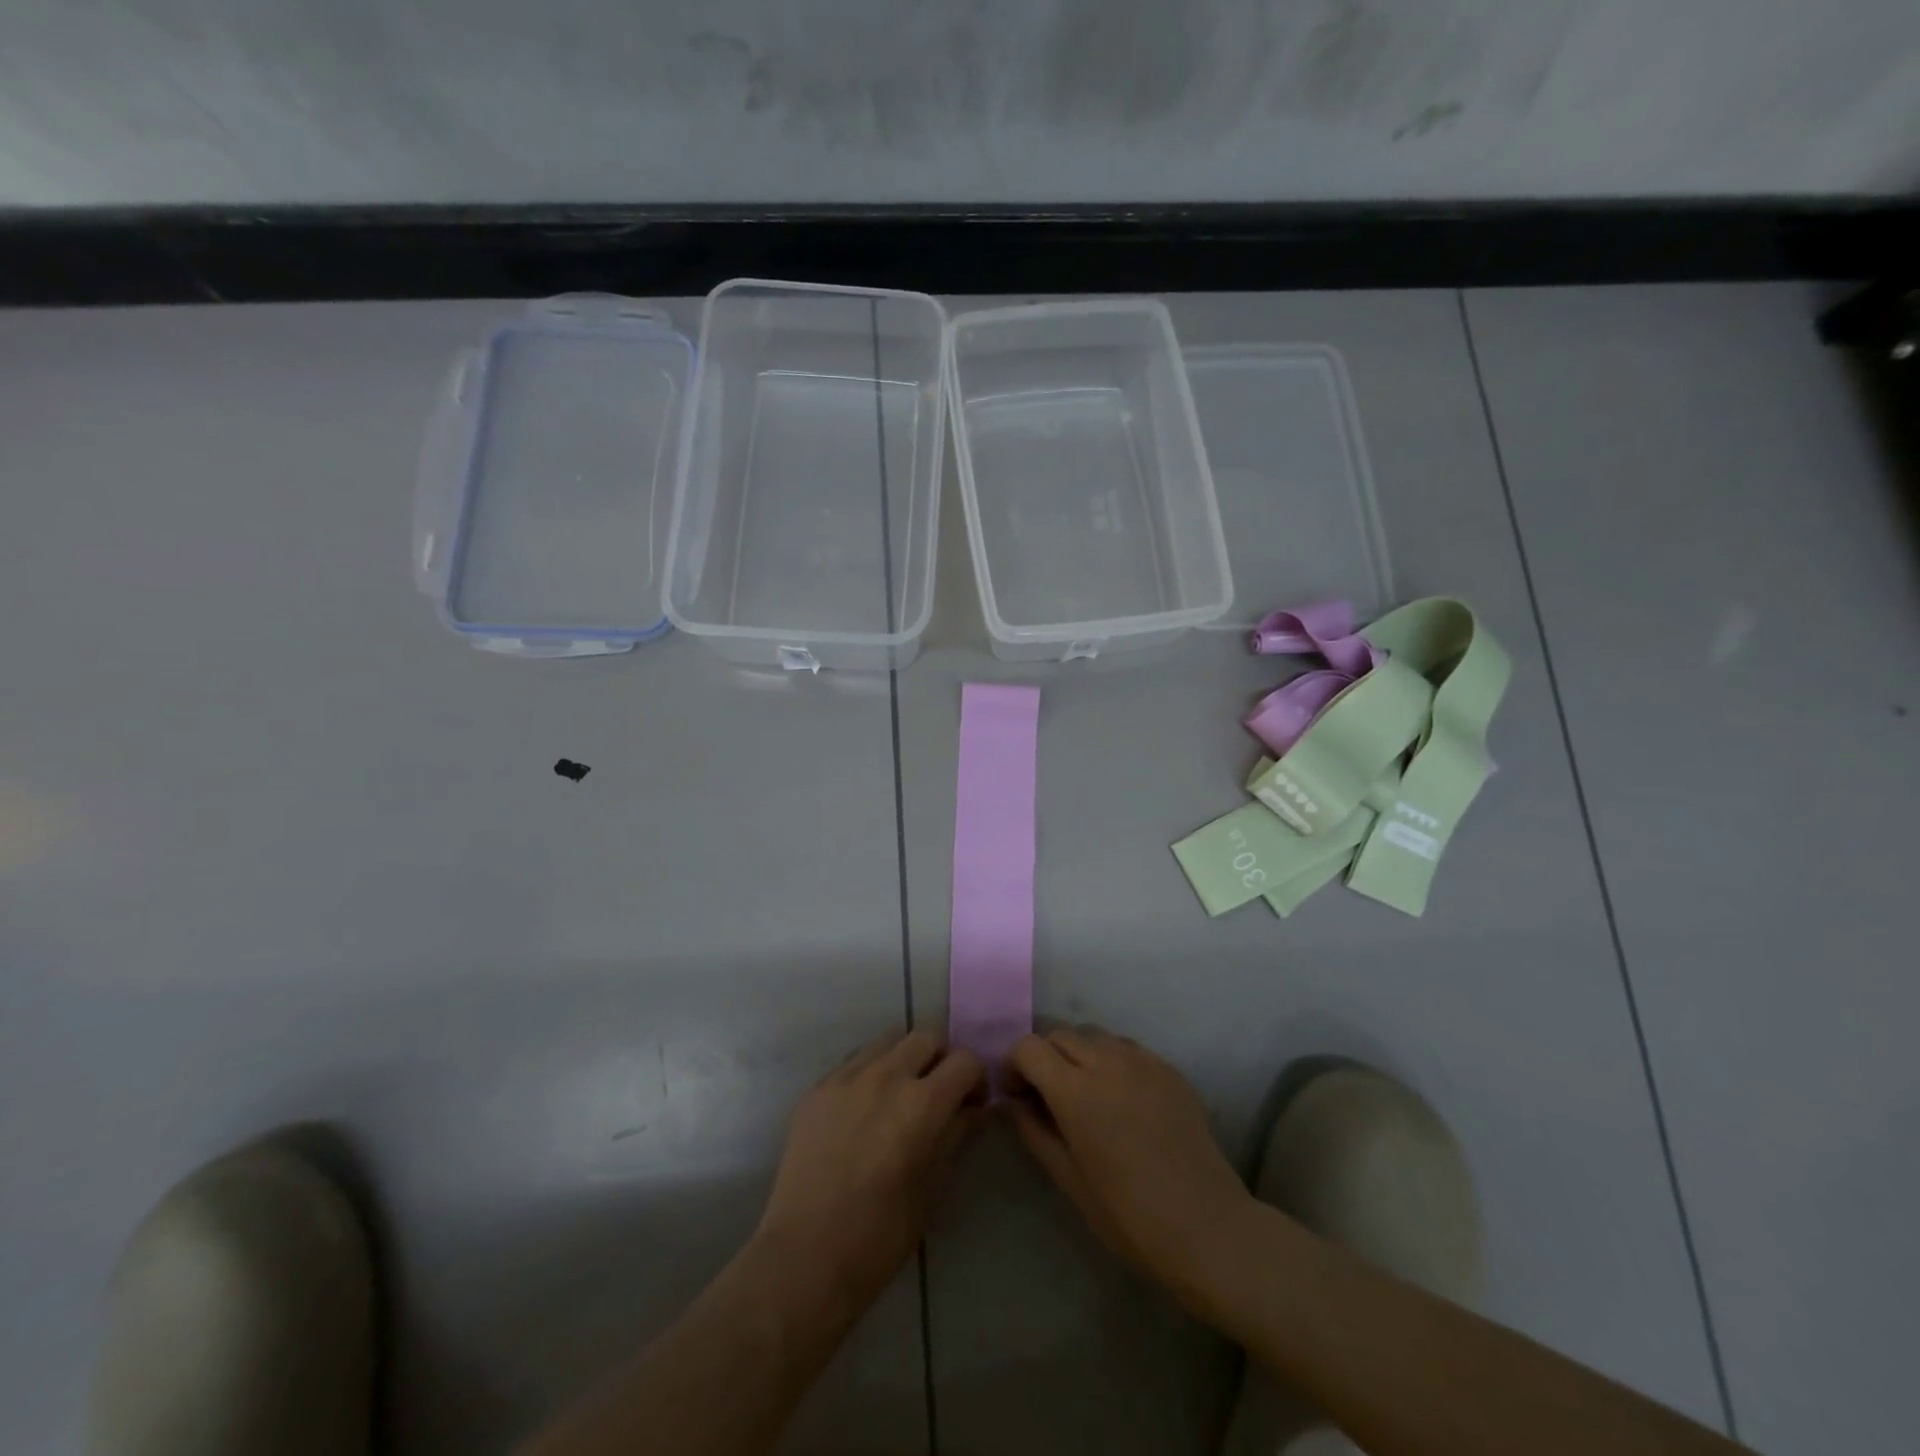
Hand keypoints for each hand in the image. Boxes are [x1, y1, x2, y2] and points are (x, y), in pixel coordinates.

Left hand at [756, 1030, 985, 1313]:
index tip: (972, 1102)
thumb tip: (974, 1109)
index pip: (964, 1061)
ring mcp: (846, 1078)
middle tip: (938, 1092)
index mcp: (921, 1103)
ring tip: (898, 1096)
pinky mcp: (817, 1089)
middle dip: (940, 1059)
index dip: (975, 1078)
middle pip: (925, 1037)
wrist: (805, 1256)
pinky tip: (863, 1110)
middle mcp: (885, 1076)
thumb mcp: (933, 1187)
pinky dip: (869, 1074)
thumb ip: (956, 1135)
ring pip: (887, 1042)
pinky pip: (853, 1063)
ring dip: (903, 1059)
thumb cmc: (880, 1235)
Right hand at [1004, 1027, 1254, 1301]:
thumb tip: (1007, 1102)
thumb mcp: (1069, 1180)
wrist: (1207, 1229)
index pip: (1029, 1047)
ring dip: (1078, 1055)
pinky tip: (1121, 1099)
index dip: (1014, 1065)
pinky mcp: (1168, 1069)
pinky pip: (1127, 1048)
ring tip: (1086, 1094)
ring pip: (1094, 1036)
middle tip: (1046, 1096)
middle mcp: (1107, 1062)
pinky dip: (1111, 1061)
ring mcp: (1142, 1061)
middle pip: (1060, 1035)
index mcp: (1075, 1091)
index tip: (1017, 1095)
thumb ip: (1033, 1131)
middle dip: (1044, 1058)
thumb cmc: (1128, 1215)